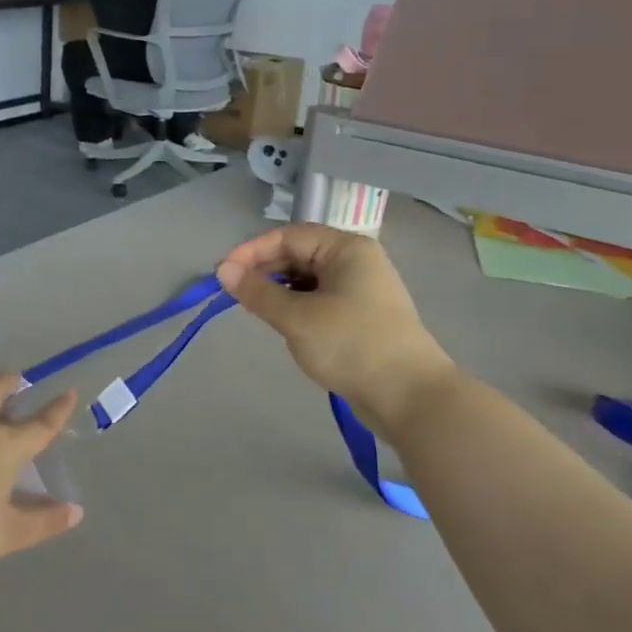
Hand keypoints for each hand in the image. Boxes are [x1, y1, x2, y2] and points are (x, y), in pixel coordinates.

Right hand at [216, 225, 455, 428]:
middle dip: (264, 270)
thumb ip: (258, 292)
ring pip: (307, 279)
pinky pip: (319, 299)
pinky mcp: (360, 316)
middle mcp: (356, 261)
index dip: (251, 251)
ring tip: (253, 309)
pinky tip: (282, 322)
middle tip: (233, 294)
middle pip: (299, 253)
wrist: (409, 395)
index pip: (289, 236)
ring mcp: (361, 289)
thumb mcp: (297, 318)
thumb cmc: (351, 346)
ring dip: (278, 289)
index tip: (222, 274)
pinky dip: (295, 306)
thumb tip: (223, 270)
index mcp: (346, 249)